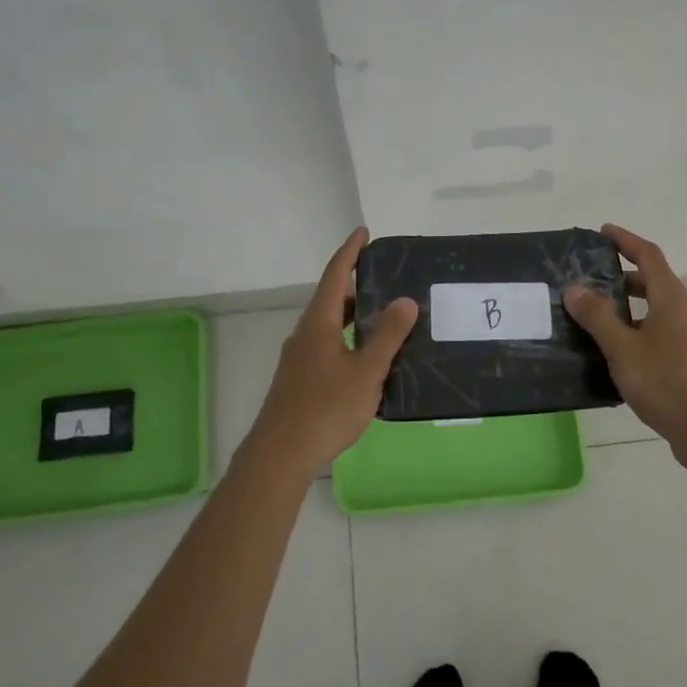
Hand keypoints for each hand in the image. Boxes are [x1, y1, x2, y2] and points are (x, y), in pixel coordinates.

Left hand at [243, 228, 417, 477]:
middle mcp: (305, 335)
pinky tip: (367, 361)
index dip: (350, 253)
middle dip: (356, 287)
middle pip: (331, 300)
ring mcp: (299, 359)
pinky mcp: (299, 380)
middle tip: (386, 281)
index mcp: (318, 324)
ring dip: (354, 318)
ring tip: (384, 321)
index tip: (364, 233)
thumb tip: (404, 300)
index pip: (335, 276)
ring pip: (329, 326)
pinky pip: (327, 347)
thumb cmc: (326, 407)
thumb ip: (387, 335)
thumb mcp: (366, 371)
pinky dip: (348, 341)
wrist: (281, 453)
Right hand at [564, 224, 686, 459]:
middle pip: (651, 280)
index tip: (603, 232)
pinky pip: (654, 332)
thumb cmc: (665, 381)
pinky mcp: (684, 360)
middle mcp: (681, 311)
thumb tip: (575, 288)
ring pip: (652, 309)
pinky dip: (632, 329)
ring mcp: (685, 337)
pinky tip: (611, 349)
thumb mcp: (623, 347)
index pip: (648, 255)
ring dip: (625, 305)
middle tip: (589, 277)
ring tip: (592, 313)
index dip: (625, 240)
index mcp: (670, 298)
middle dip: (621, 274)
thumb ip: (598, 316)